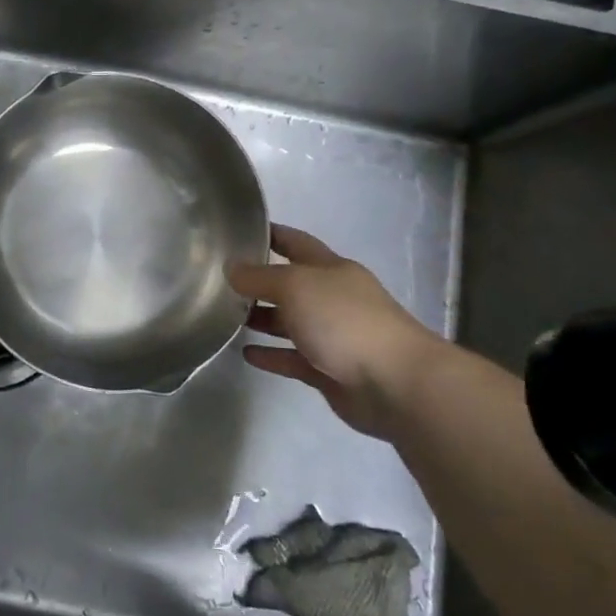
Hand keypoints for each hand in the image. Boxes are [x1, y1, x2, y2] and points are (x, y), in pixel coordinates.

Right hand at [227, 224, 447, 439]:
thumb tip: (231, 268)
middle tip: (221, 281)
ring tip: (227, 318)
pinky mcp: (330, 371)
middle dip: (260, 282)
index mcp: (331, 269)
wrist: (395, 384)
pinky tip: (247, 354)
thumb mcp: (295, 286)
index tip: (240, 230)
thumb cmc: (344, 321)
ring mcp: (333, 336)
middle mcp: (333, 298)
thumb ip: (260, 277)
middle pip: (291, 284)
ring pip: (291, 322)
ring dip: (262, 319)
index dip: (271, 234)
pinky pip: (293, 359)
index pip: (296, 243)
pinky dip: (272, 355)